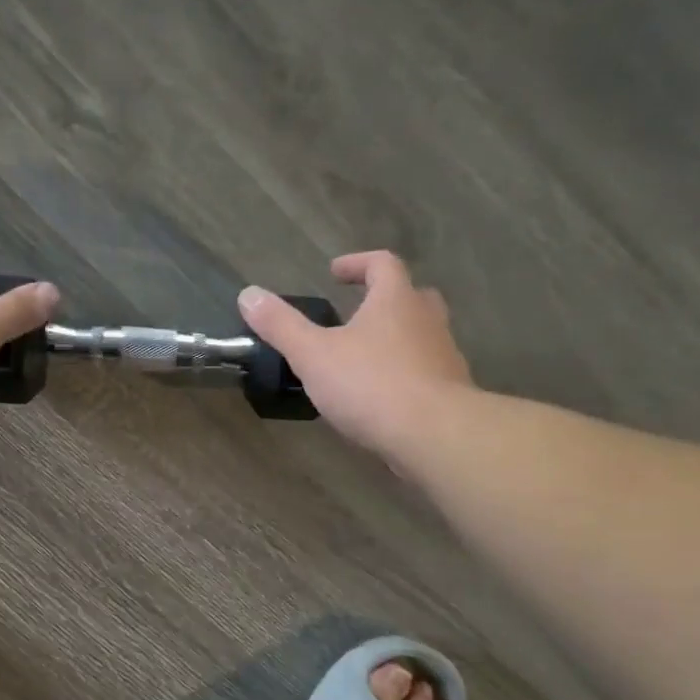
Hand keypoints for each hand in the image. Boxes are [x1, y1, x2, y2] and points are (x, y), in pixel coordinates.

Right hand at [238, 251, 473, 459]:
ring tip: (364, 359)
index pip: (382, 264)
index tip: (334, 273)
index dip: (358, 264)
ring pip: (422, 336)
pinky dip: (405, 375)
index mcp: (396, 301)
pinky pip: (426, 372)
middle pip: (412, 296)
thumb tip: (248, 295)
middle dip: (384, 300)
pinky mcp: (451, 393)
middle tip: (358, 312)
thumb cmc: (371, 384)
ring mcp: (444, 357)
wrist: (434, 435)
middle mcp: (427, 321)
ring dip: (396, 339)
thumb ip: (281, 325)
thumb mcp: (313, 354)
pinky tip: (382, 397)